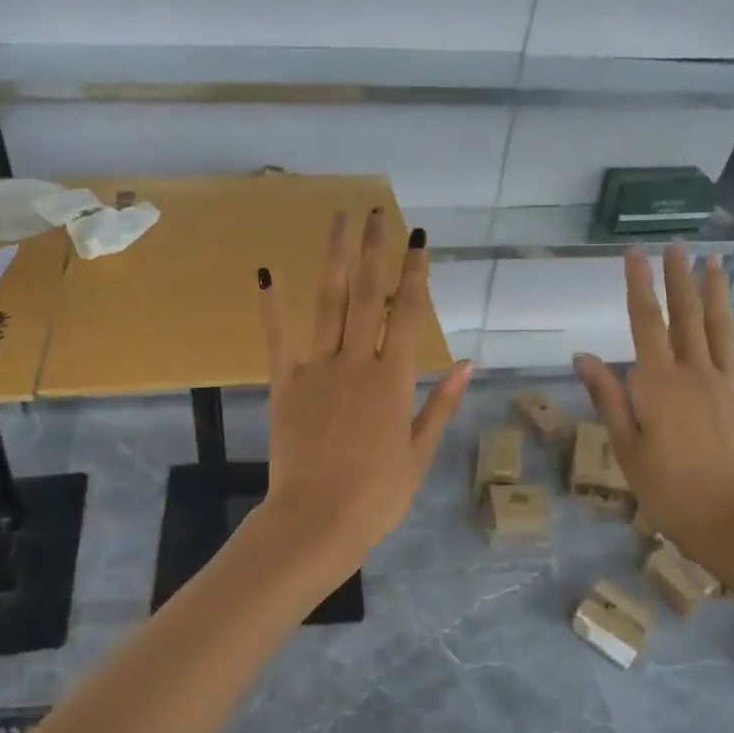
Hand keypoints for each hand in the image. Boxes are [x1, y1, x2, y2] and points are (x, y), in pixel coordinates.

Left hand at [254, 209, 471, 582]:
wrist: (316, 521)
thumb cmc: (377, 495)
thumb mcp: (419, 452)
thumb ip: (441, 404)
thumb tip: (468, 364)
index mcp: (393, 378)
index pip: (407, 311)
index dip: (414, 271)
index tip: (418, 237)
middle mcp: (356, 361)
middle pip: (366, 293)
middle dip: (373, 249)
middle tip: (376, 211)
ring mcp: (317, 368)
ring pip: (327, 302)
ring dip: (333, 258)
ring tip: (338, 220)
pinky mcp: (284, 383)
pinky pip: (277, 337)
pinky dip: (271, 306)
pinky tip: (265, 273)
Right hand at [573, 244, 733, 572]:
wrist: (730, 523)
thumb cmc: (666, 488)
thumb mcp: (625, 445)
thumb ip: (607, 396)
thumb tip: (582, 355)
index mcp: (658, 382)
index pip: (645, 321)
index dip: (639, 284)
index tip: (635, 252)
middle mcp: (695, 372)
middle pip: (686, 315)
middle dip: (679, 277)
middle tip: (676, 245)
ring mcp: (729, 386)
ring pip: (722, 329)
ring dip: (717, 293)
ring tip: (714, 261)